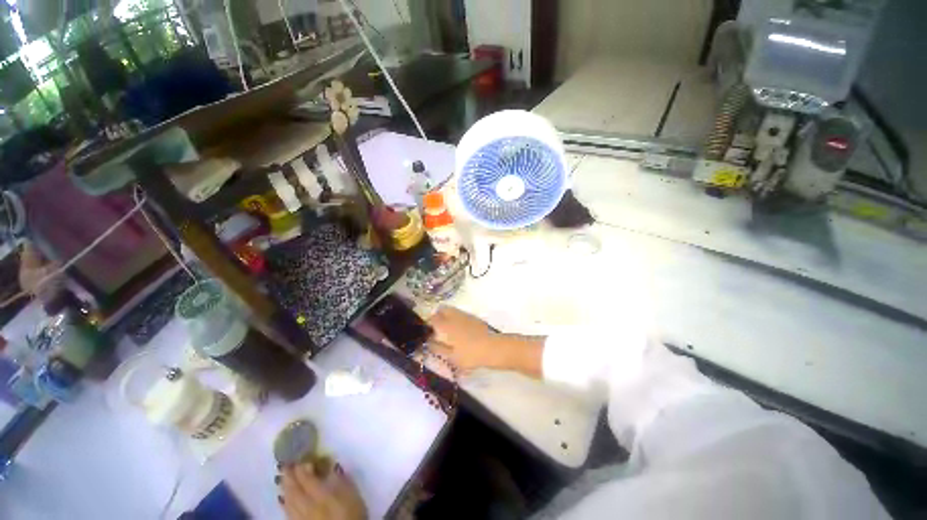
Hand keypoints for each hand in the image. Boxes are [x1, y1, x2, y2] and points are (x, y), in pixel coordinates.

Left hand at [280, 462, 366, 519]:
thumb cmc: (352, 512)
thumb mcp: (351, 492)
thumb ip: (340, 479)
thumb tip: (332, 465)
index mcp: (321, 494)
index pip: (306, 478)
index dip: (302, 467)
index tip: (300, 457)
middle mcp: (307, 505)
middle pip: (294, 489)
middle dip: (289, 476)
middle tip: (286, 464)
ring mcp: (301, 517)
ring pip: (289, 501)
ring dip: (285, 488)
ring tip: (282, 478)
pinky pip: (288, 512)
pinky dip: (284, 503)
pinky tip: (283, 499)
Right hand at [427, 306, 502, 371]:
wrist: (492, 347)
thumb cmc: (469, 355)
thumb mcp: (450, 357)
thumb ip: (438, 349)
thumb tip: (429, 342)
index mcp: (445, 325)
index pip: (432, 318)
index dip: (428, 324)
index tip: (429, 332)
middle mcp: (453, 316)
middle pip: (442, 309)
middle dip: (437, 316)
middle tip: (438, 329)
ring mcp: (464, 315)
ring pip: (451, 310)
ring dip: (447, 316)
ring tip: (449, 331)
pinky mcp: (473, 317)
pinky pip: (460, 314)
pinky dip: (456, 319)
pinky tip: (461, 331)